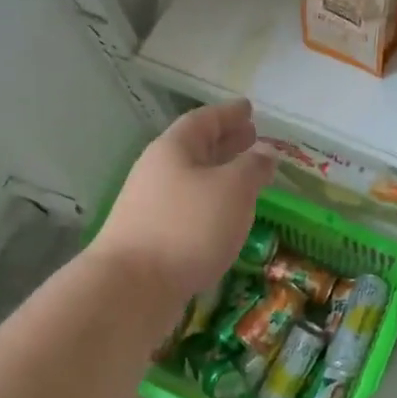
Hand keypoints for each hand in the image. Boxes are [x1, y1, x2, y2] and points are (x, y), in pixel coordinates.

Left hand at [92, 100, 274, 301]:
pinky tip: (226, 216)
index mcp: (173, 149)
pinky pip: (187, 206)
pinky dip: (211, 203)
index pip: (203, 120)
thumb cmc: (188, 227)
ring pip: (192, 179)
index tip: (248, 109)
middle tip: (251, 137)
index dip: (228, 113)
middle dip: (225, 141)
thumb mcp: (233, 189)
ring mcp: (151, 205)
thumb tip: (265, 153)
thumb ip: (253, 167)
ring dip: (219, 173)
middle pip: (195, 148)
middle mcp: (157, 171)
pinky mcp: (152, 237)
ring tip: (246, 177)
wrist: (132, 288)